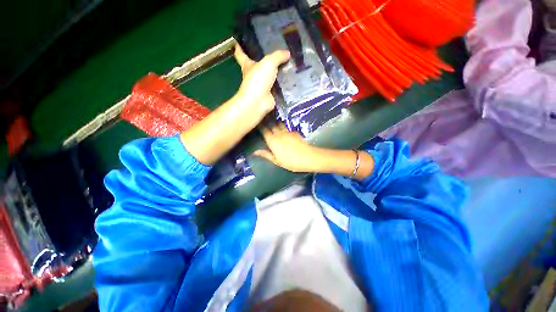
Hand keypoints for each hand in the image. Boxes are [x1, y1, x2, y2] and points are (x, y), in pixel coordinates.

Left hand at [234, 44, 289, 114]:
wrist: (259, 101)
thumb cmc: (258, 79)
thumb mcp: (268, 63)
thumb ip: (278, 56)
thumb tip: (287, 53)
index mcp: (247, 65)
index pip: (241, 54)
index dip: (239, 48)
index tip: (238, 41)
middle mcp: (254, 75)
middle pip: (257, 65)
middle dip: (263, 59)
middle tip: (275, 51)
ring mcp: (262, 86)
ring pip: (270, 76)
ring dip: (277, 72)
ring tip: (289, 64)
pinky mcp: (270, 94)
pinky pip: (278, 86)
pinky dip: (284, 83)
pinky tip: (292, 78)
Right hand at [254, 123, 325, 172]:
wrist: (308, 157)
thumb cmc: (290, 162)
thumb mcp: (277, 161)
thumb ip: (266, 154)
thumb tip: (255, 152)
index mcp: (272, 141)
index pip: (264, 131)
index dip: (260, 126)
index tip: (257, 123)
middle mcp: (279, 134)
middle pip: (271, 125)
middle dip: (267, 122)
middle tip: (264, 120)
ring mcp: (287, 131)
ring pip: (279, 124)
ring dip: (275, 122)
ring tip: (272, 121)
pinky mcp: (294, 132)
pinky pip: (286, 127)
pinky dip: (283, 126)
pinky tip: (283, 128)